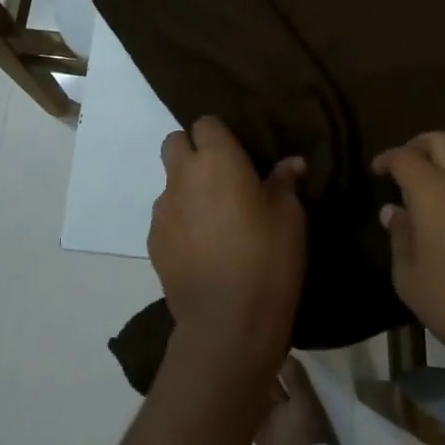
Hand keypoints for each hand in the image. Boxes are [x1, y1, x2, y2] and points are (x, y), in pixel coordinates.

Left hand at [151, 117, 307, 378]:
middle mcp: (183, 175)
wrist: (227, 322)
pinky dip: (180, 220)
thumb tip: (292, 163)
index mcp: (218, 159)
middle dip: (193, 150)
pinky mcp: (153, 240)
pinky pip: (165, 215)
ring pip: (169, 181)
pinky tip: (201, 246)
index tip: (239, 153)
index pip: (206, 123)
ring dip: (186, 187)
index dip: (220, 134)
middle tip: (221, 176)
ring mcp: (163, 209)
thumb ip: (284, 183)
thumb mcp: (290, 217)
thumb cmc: (267, 257)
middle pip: (175, 142)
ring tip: (212, 216)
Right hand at [374, 132, 444, 392]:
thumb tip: (393, 211)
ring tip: (442, 169)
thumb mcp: (410, 279)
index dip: (388, 158)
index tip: (378, 169)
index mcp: (432, 192)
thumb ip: (399, 237)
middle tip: (408, 162)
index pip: (405, 157)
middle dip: (419, 145)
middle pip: (442, 140)